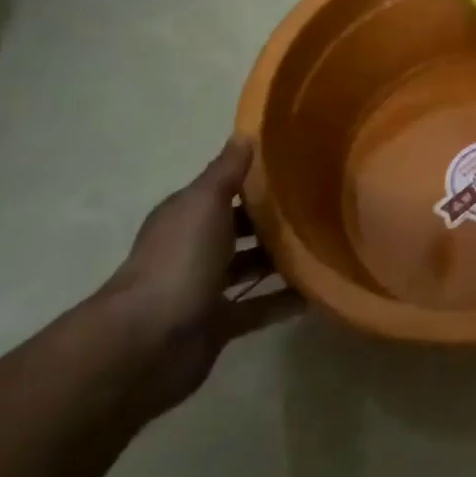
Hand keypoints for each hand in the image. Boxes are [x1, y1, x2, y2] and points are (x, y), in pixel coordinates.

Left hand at [97, 138, 303, 417]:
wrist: (147, 343)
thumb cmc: (178, 260)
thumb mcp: (204, 202)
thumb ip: (227, 170)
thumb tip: (244, 133)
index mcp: (187, 216)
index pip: (225, 191)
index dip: (257, 180)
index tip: (299, 169)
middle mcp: (194, 249)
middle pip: (240, 228)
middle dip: (274, 220)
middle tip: (322, 208)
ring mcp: (205, 289)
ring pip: (250, 267)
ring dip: (281, 260)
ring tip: (327, 246)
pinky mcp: (218, 325)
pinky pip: (258, 308)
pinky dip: (283, 301)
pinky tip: (317, 292)